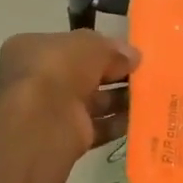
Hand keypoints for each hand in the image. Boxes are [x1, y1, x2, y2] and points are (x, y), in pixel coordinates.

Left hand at [0, 30, 139, 157]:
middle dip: (113, 74)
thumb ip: (112, 49)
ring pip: (93, 102)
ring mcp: (51, 110)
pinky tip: (143, 117)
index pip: (70, 45)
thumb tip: (133, 56)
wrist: (44, 121)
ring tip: (151, 94)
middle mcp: (38, 79)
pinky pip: (98, 127)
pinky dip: (118, 123)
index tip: (128, 52)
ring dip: (120, 99)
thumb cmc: (59, 69)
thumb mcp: (90, 44)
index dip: (99, 47)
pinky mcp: (66, 137)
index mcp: (32, 49)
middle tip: (144, 73)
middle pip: (83, 74)